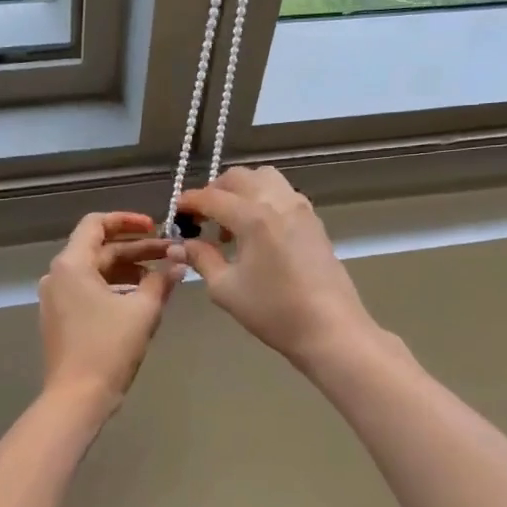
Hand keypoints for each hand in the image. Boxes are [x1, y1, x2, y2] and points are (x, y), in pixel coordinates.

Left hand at [38, 211, 182, 410]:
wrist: (77, 397)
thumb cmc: (109, 348)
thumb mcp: (143, 310)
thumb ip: (162, 280)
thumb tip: (179, 260)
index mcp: (72, 264)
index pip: (97, 223)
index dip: (128, 220)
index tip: (156, 227)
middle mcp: (58, 275)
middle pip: (99, 249)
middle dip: (137, 250)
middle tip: (171, 253)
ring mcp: (55, 298)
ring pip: (95, 271)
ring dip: (128, 270)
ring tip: (161, 278)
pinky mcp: (60, 318)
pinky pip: (88, 291)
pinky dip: (114, 288)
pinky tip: (141, 299)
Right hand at [176, 167, 378, 370]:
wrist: (330, 329)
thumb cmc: (273, 311)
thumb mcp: (225, 288)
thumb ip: (201, 259)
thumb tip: (180, 245)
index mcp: (253, 217)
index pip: (212, 197)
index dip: (189, 201)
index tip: (176, 212)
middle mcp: (278, 202)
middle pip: (239, 177)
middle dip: (214, 191)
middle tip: (201, 217)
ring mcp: (301, 208)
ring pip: (265, 178)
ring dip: (241, 191)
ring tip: (231, 223)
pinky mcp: (314, 221)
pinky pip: (283, 194)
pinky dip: (263, 200)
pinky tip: (256, 232)